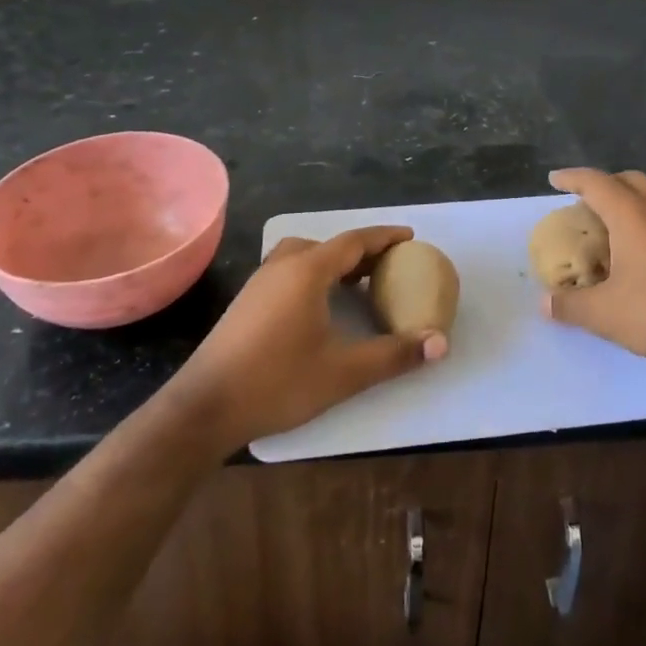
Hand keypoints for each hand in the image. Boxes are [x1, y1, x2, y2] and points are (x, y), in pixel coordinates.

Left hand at [168, 227, 447, 448]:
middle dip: (361, 250)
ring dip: (333, 261)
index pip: (354, 241)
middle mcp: (282, 266)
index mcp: (307, 271)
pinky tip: (319, 304)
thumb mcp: (343, 372)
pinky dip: (313, 273)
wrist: (204, 407)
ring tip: (356, 282)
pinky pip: (289, 270)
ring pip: (304, 256)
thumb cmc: (277, 382)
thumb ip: (393, 355)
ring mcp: (260, 283)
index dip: (384, 237)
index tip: (409, 237)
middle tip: (388, 265)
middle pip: (329, 245)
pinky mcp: (246, 302)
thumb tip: (440, 343)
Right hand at [543, 168, 645, 366]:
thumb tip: (545, 303)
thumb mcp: (606, 314)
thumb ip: (570, 305)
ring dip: (630, 199)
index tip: (554, 179)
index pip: (595, 182)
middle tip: (585, 202)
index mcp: (631, 215)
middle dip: (603, 184)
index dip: (571, 178)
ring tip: (614, 224)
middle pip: (627, 179)